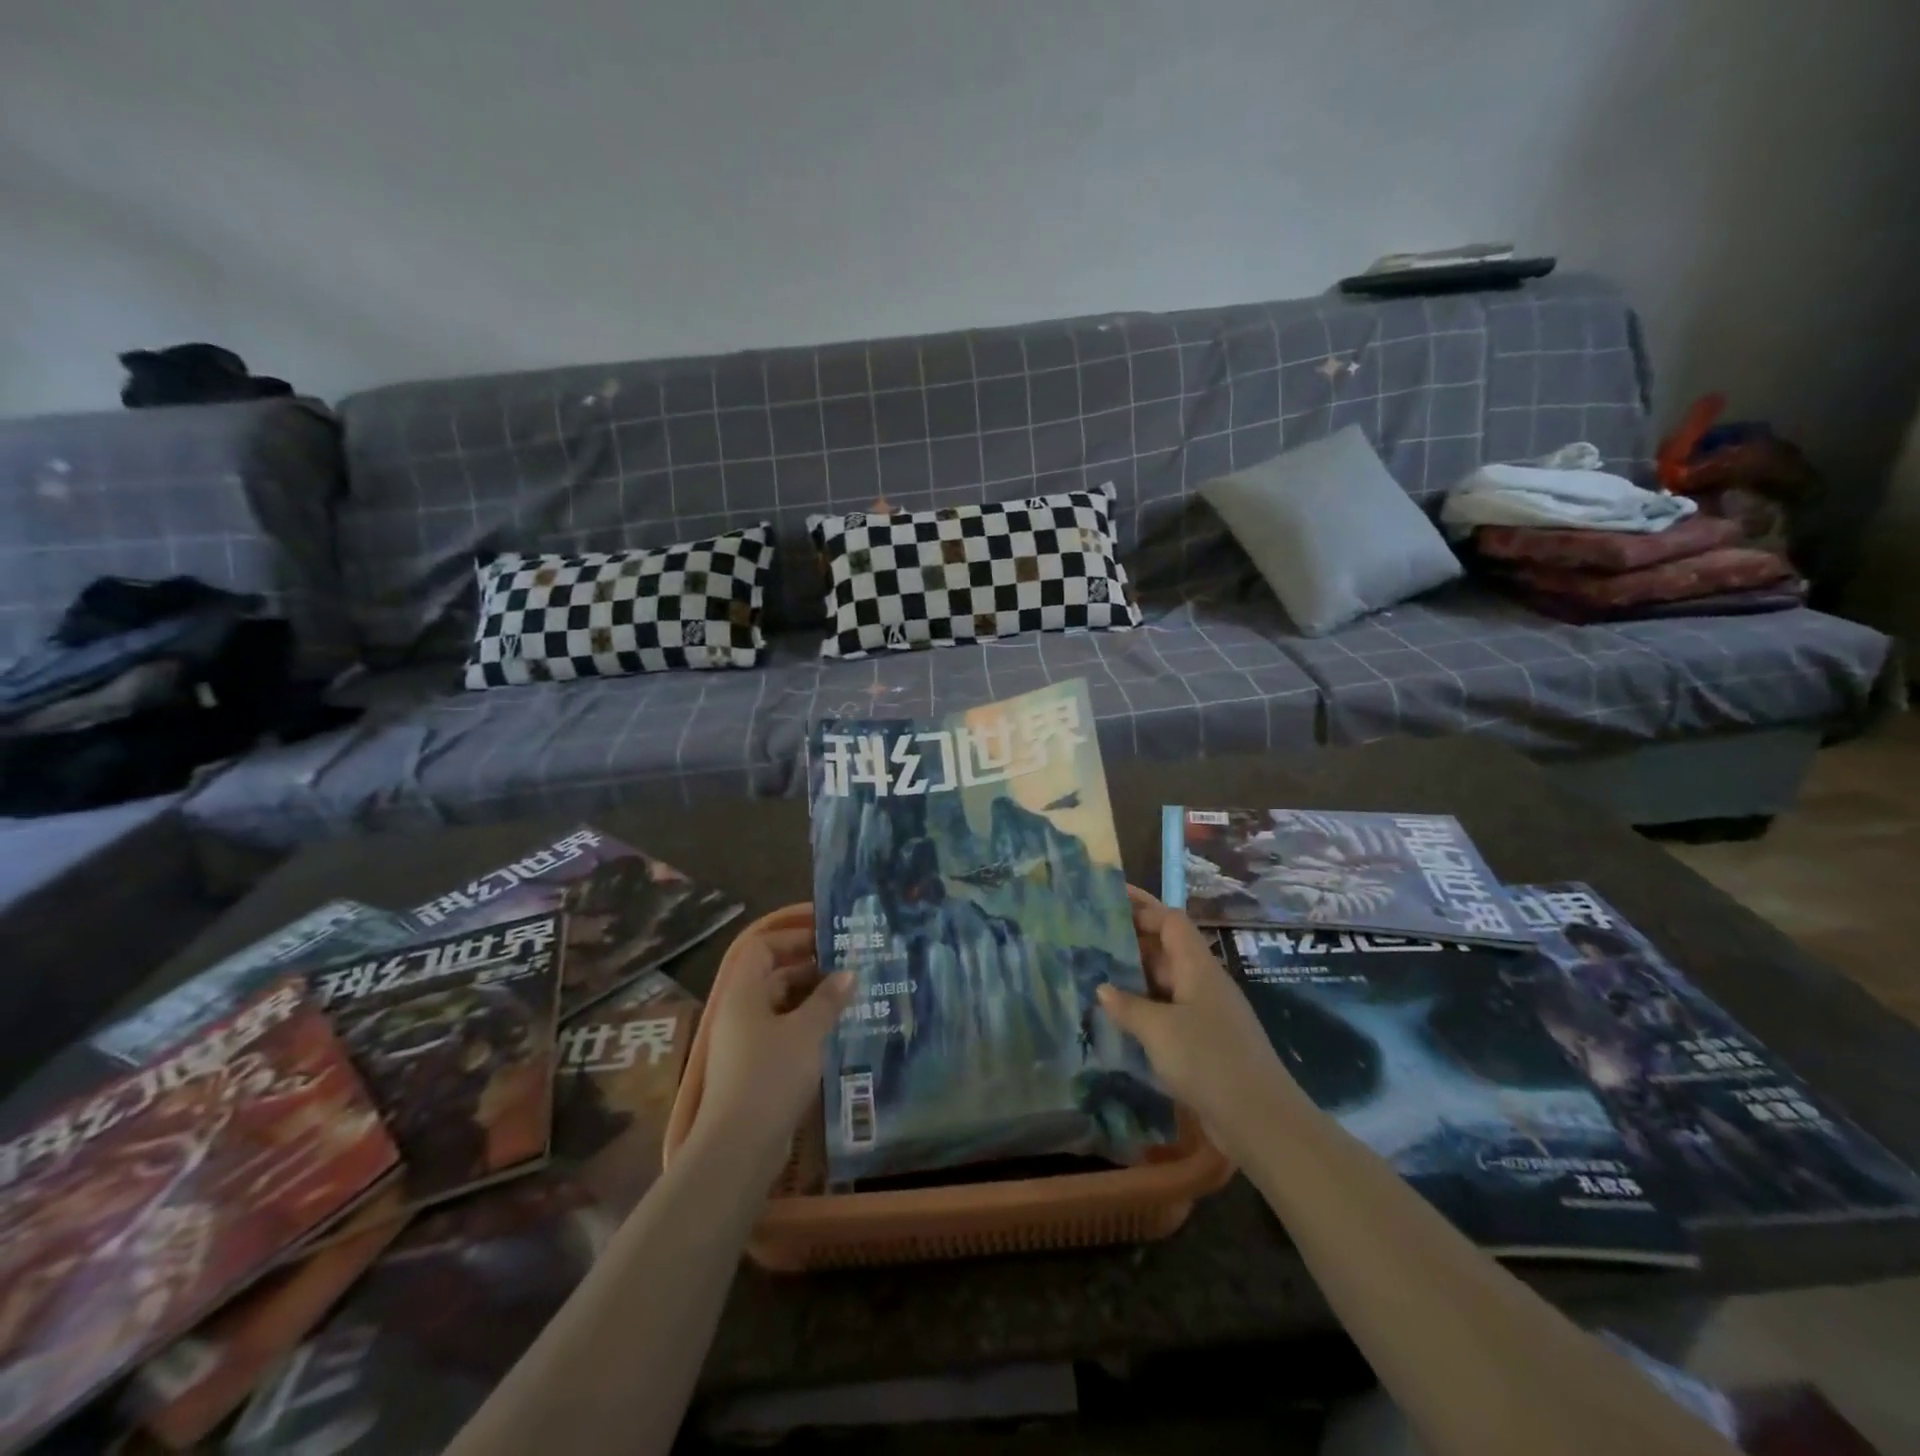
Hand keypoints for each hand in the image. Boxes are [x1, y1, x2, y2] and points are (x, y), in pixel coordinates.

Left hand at [693, 925, 852, 1164]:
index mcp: (743, 993)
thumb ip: (828, 999)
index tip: (827, 936)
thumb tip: (849, 973)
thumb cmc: (771, 1075)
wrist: (739, 1146)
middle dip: (810, 970)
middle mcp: (739, 1012)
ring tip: (850, 998)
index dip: (793, 937)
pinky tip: (835, 1034)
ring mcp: (744, 1044)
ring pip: (780, 1008)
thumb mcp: (807, 1031)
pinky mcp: (753, 1071)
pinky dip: (806, 1029)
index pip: (762, 947)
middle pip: (773, 976)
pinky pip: (782, 1035)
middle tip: (850, 967)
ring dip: (812, 1001)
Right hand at [1097, 888, 1301, 1160]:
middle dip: (1131, 938)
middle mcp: (1203, 982)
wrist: (1259, 1120)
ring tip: (1094, 971)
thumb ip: (1128, 1006)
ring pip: (1165, 981)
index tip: (1109, 896)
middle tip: (1090, 935)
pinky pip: (1167, 1010)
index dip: (1142, 906)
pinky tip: (1117, 1017)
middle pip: (1166, 948)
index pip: (1170, 920)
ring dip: (1133, 975)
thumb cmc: (1208, 1060)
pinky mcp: (1204, 1041)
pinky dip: (1143, 1007)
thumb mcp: (1159, 1030)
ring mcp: (1205, 1012)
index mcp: (1198, 966)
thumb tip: (1102, 988)